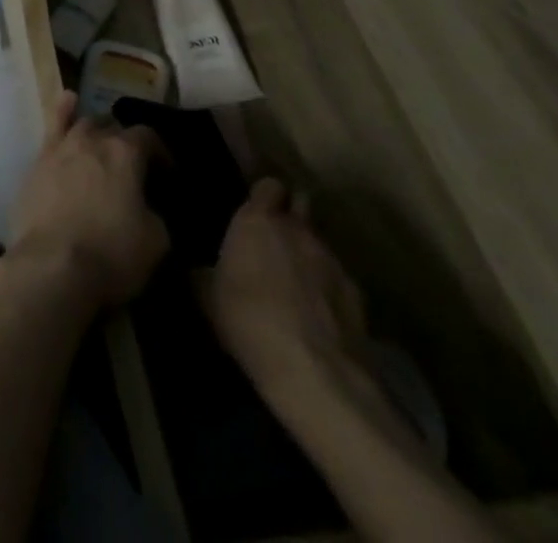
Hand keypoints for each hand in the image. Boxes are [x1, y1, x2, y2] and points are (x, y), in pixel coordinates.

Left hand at [7, 92, 168, 310]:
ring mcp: (61, 147)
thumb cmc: (111, 254)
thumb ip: (156, 213)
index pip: (149, 137)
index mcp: (125, 153)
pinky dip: (62, 112)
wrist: (52, 265)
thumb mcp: (156, 241)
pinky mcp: (38, 162)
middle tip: (133, 167)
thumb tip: (148, 206)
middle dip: (126, 142)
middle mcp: (92, 139)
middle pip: (113, 128)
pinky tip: (68, 101)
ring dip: (97, 130)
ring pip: (82, 123)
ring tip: (103, 140)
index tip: (168, 175)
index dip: (161, 153)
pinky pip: (52, 127)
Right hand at [201, 178, 367, 397]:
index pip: (268, 186)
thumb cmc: (247, 319)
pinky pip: (339, 280)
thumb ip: (205, 272)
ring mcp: (332, 261)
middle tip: (276, 240)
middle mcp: (297, 230)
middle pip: (300, 206)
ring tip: (297, 283)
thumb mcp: (208, 296)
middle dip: (291, 217)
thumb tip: (199, 268)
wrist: (313, 371)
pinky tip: (320, 314)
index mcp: (257, 220)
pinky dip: (329, 289)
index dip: (264, 196)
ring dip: (309, 255)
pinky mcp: (358, 296)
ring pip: (320, 244)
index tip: (255, 210)